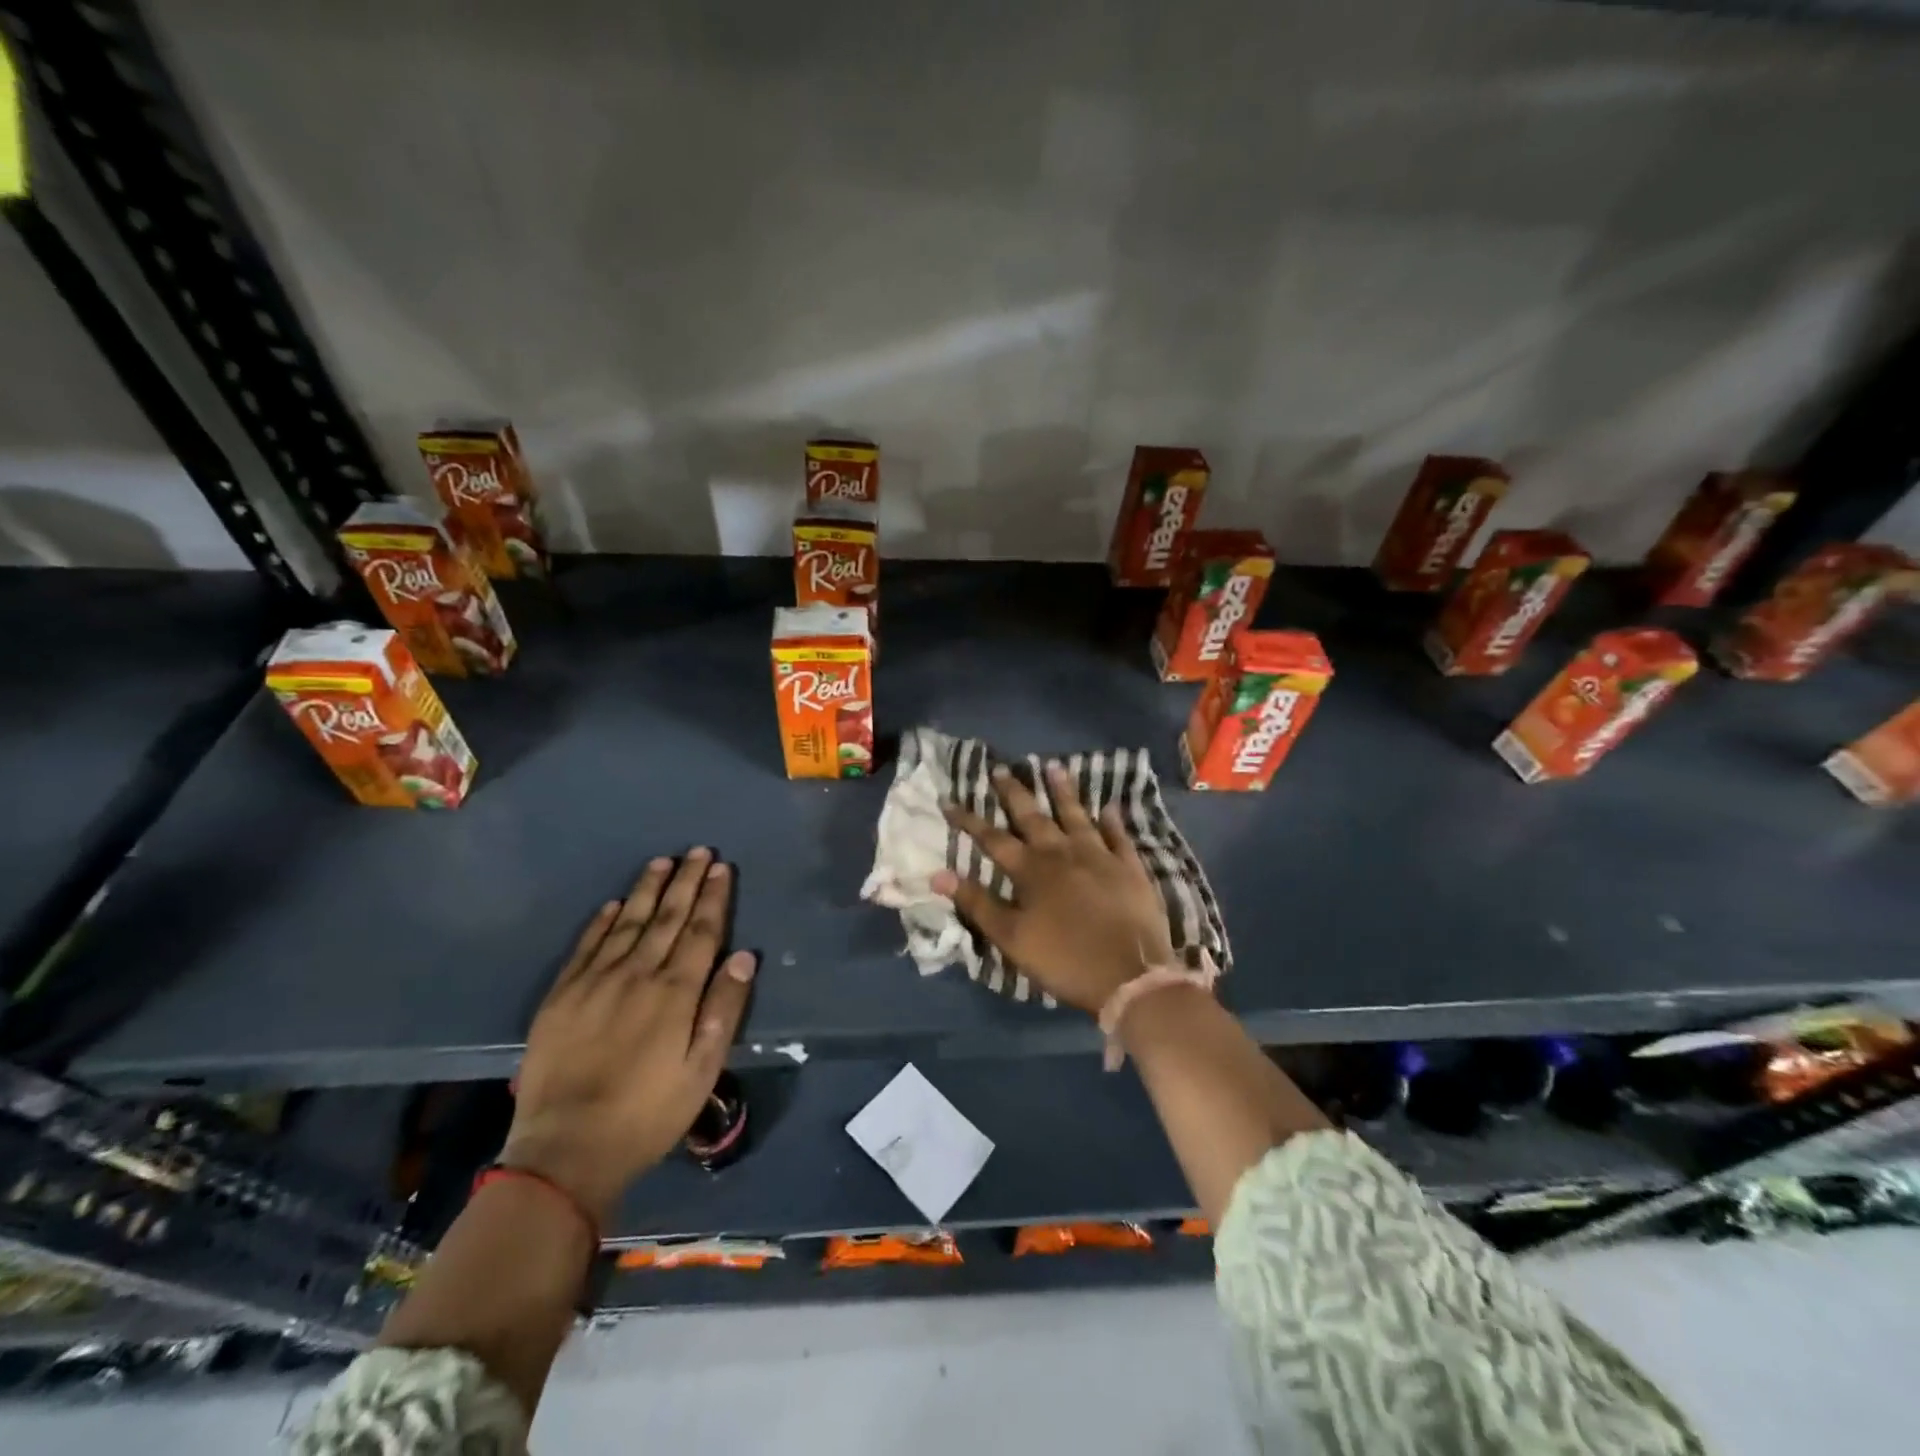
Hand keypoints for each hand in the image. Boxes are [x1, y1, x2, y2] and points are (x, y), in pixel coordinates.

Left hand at [499, 849, 756, 1222]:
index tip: (721, 867)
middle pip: (667, 917)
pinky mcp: (561, 996)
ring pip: (628, 923)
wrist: (565, 1151)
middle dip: (685, 881)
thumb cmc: (649, 1114)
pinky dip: (603, 921)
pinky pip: (586, 946)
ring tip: (661, 862)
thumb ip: (724, 1008)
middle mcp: (637, 974)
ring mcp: (595, 982)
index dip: (713, 897)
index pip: (701, 931)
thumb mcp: (702, 1069)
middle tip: (697, 850)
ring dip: (647, 890)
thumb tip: (744, 955)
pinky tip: (615, 904)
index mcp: (675, 992)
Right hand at [933, 763, 1173, 1013]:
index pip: (992, 839)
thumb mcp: (1011, 938)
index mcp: (1031, 871)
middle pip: (1034, 816)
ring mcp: (1099, 856)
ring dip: (1064, 792)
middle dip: (1014, 793)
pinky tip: (1110, 807)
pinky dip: (1113, 821)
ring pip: (1077, 816)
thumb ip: (977, 903)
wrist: (1130, 975)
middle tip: (1000, 769)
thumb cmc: (1064, 959)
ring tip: (1053, 767)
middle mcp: (1063, 853)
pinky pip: (1119, 837)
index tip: (949, 801)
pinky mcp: (1129, 868)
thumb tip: (938, 875)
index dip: (969, 820)